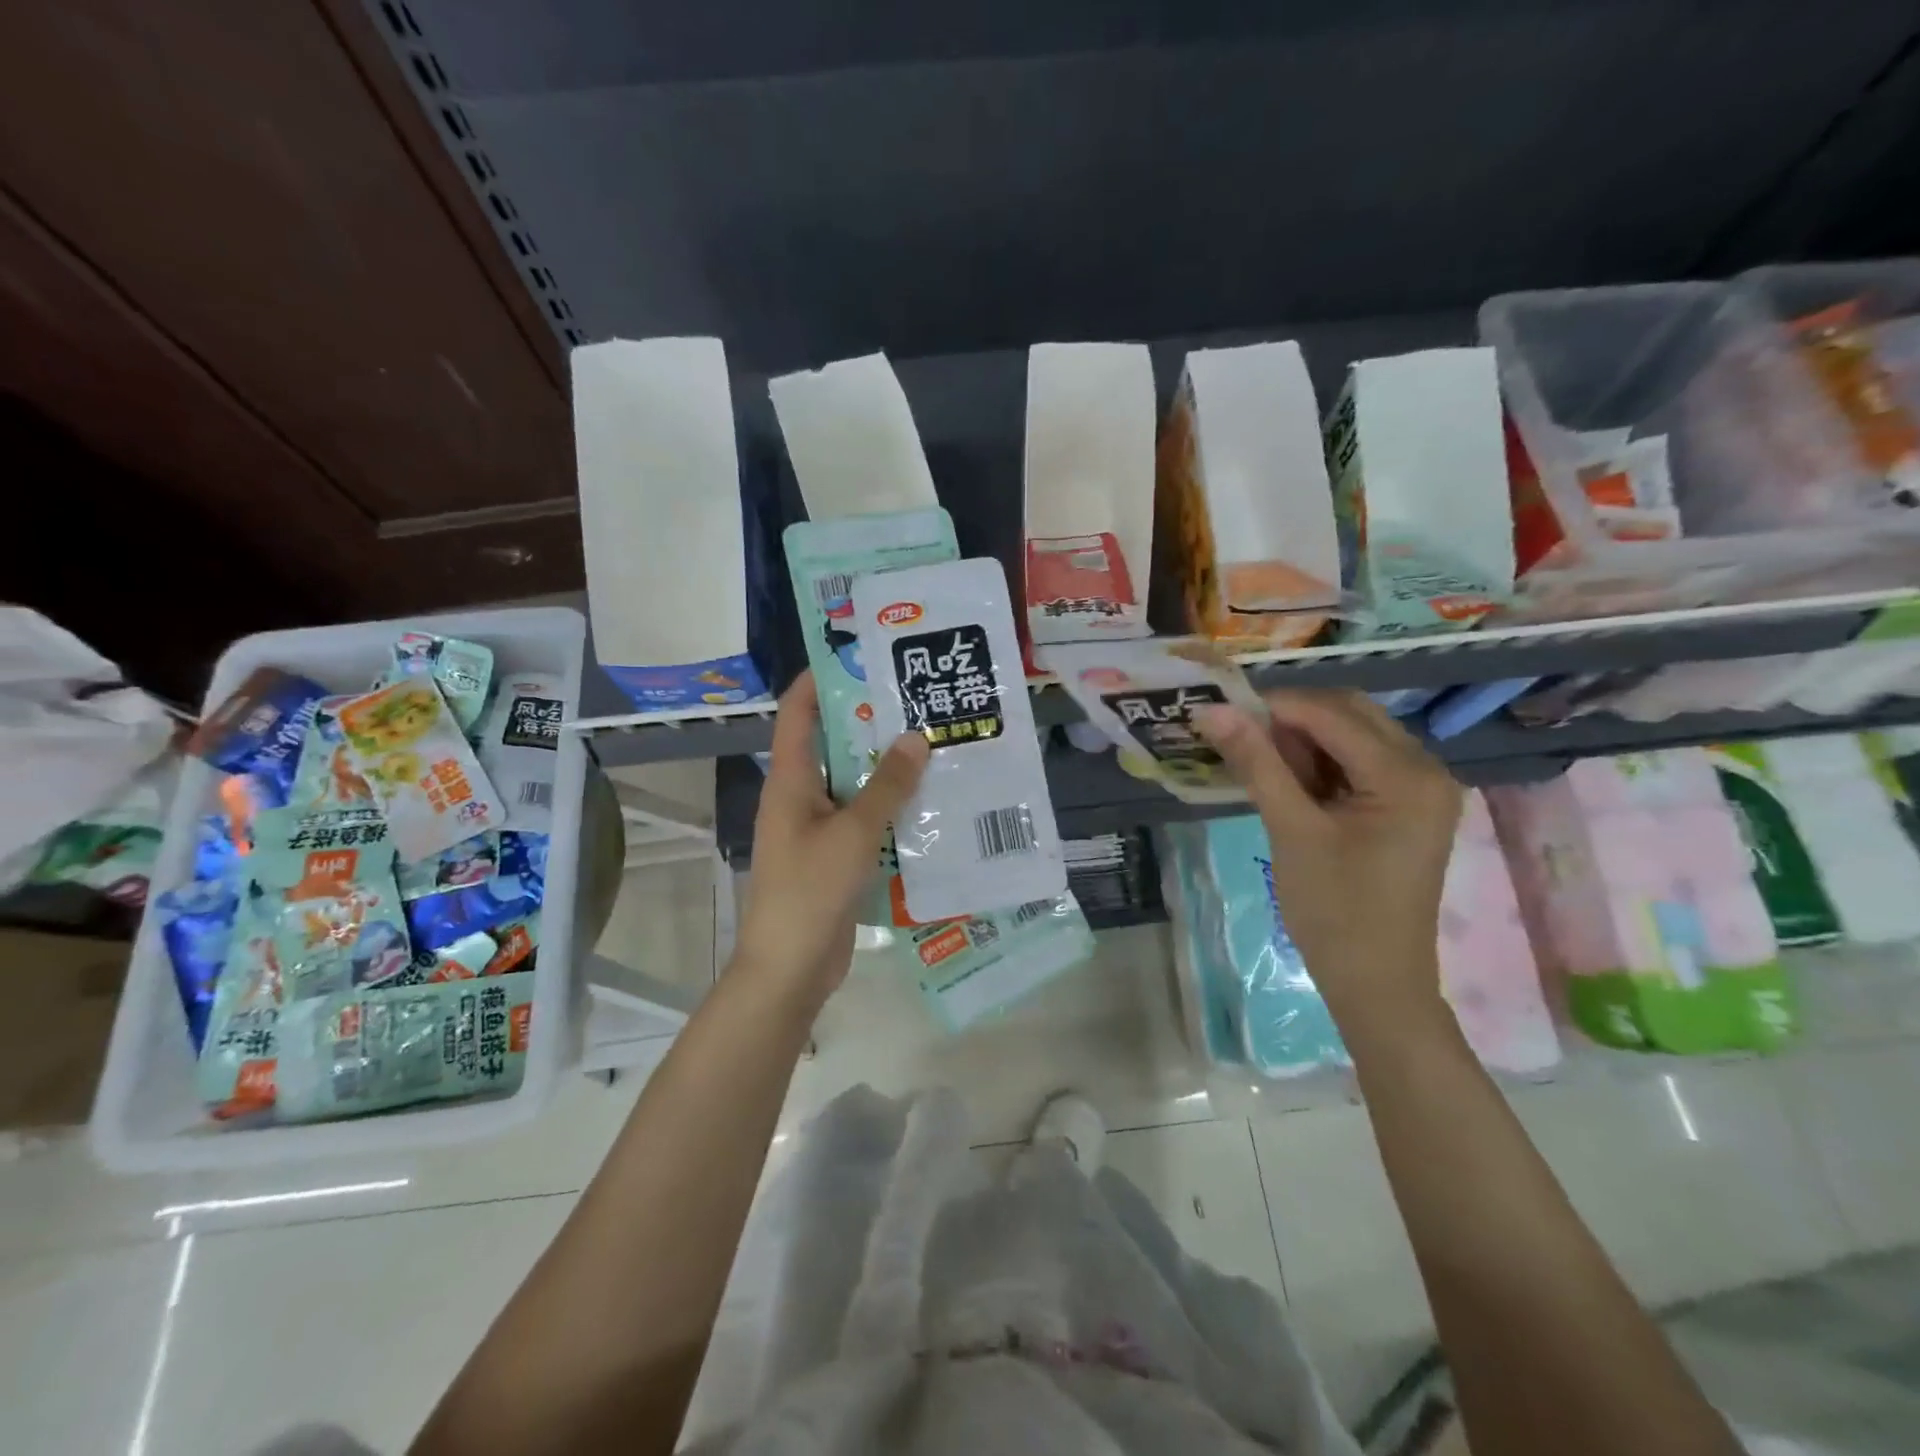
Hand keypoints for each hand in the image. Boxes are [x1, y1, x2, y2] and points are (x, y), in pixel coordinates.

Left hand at [729, 671, 929, 1001]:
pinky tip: (930, 801)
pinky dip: (891, 807)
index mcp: (791, 780)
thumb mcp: (853, 833)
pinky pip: (864, 819)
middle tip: (918, 700)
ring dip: (886, 767)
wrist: (789, 968)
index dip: (822, 679)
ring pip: (853, 783)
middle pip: (833, 744)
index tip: (862, 656)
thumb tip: (916, 737)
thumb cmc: (810, 891)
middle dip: (870, 721)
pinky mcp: (835, 856)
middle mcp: (800, 796)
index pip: (798, 712)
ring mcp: (817, 828)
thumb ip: (886, 785)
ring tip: (934, 743)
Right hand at [1193, 690, 1461, 1022]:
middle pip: (1349, 714)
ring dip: (1303, 739)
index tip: (1220, 711)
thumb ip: (1256, 764)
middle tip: (1237, 735)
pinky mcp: (1406, 806)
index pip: (1332, 714)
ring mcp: (1420, 787)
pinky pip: (1358, 762)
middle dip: (1290, 718)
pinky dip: (1319, 762)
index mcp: (1407, 775)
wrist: (1375, 982)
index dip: (1274, 705)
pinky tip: (1286, 780)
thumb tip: (1211, 711)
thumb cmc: (1334, 911)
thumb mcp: (1291, 831)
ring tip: (1256, 760)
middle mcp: (1426, 769)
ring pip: (1352, 735)